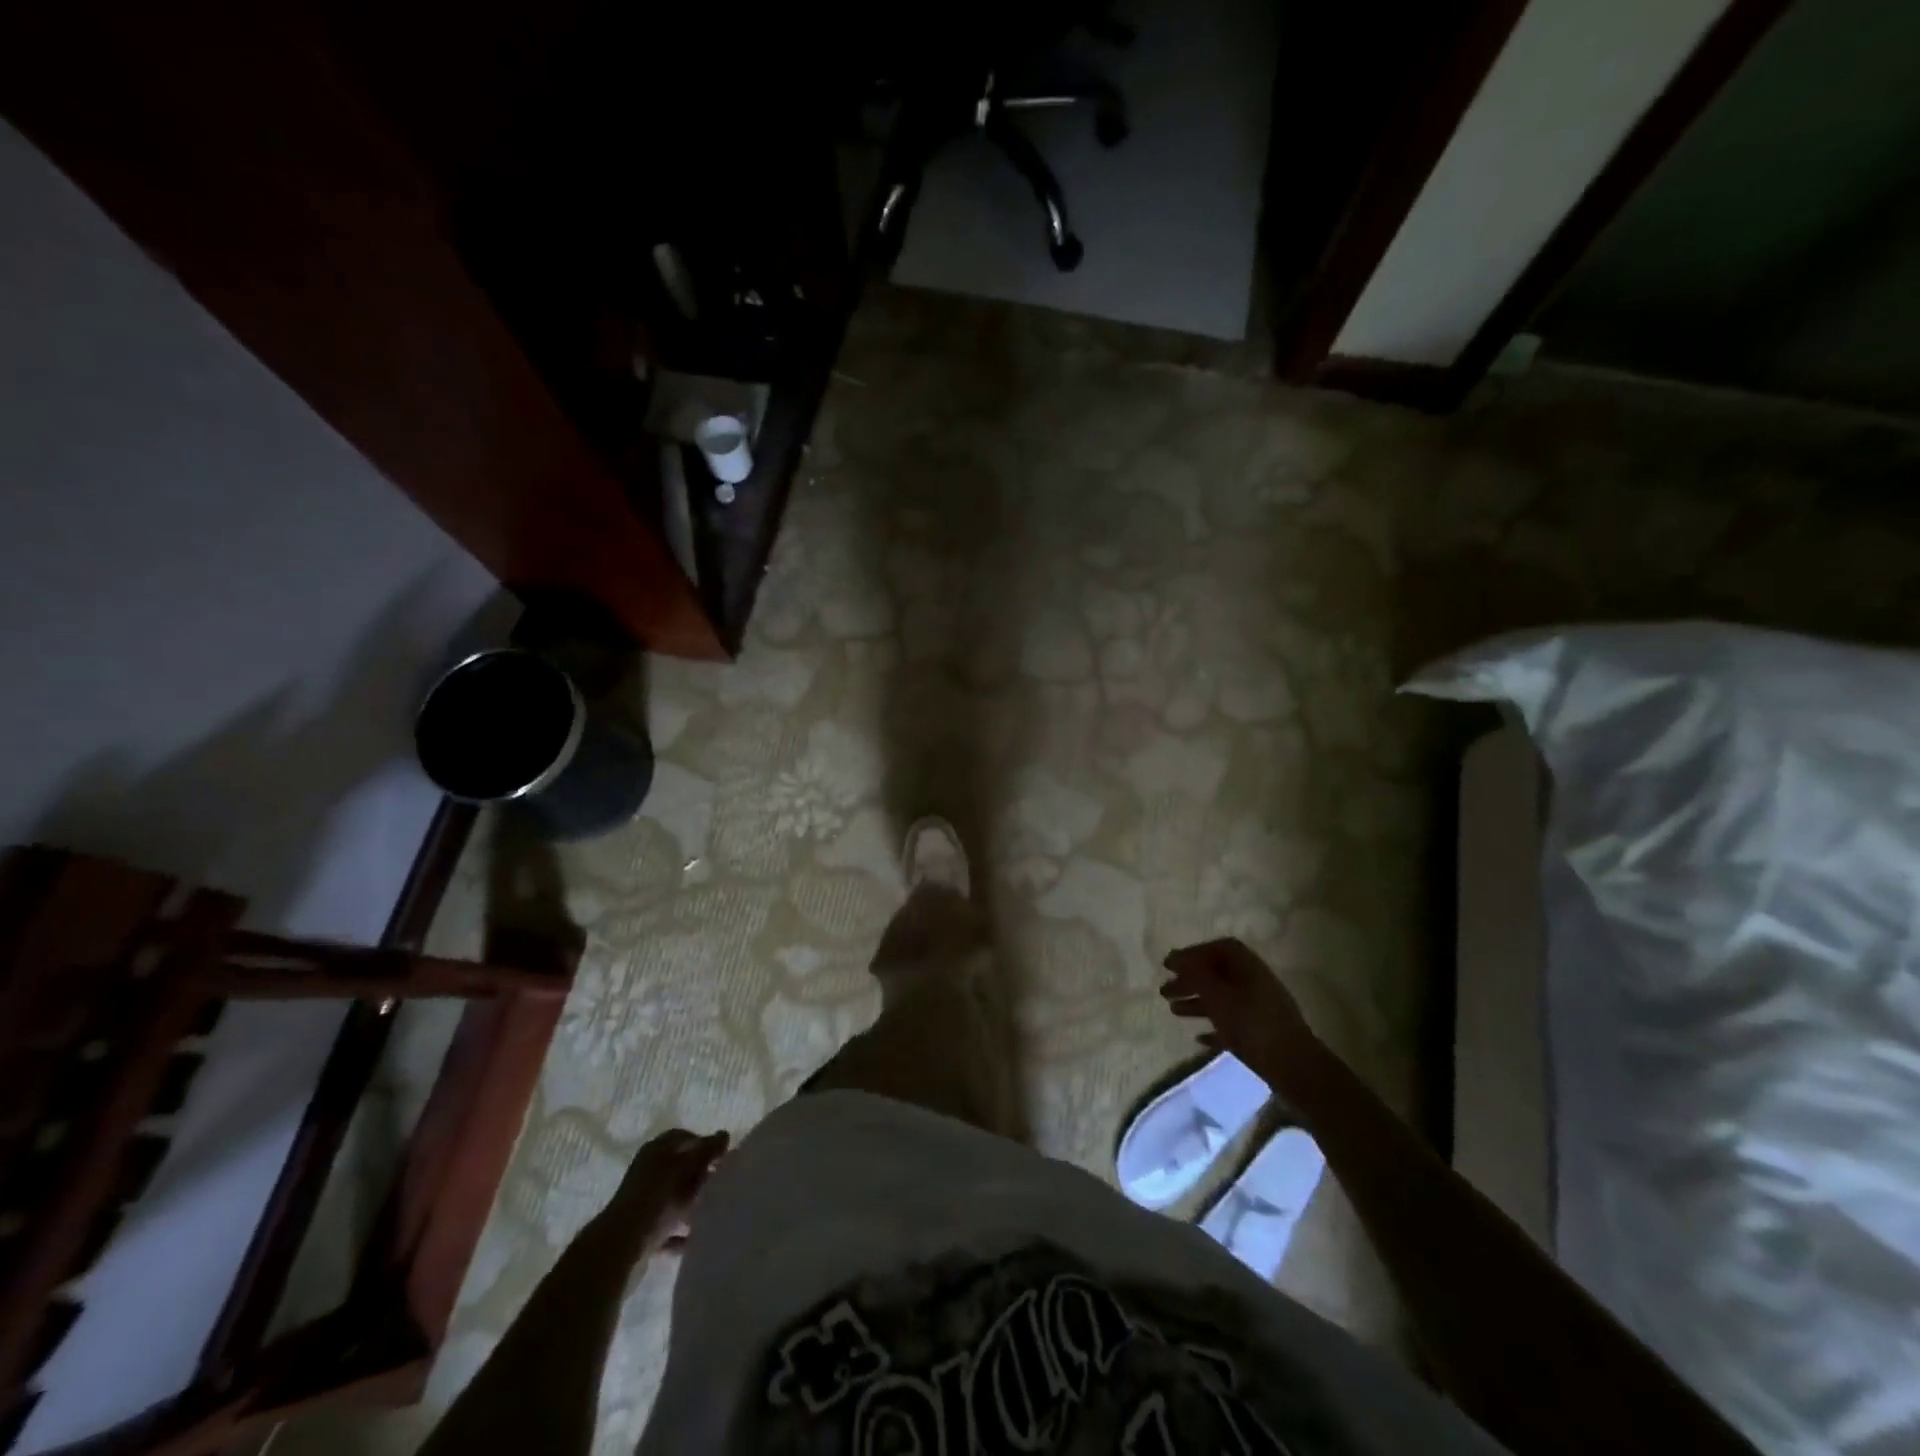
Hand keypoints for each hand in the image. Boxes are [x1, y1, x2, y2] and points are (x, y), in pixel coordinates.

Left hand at [612, 1128, 729, 1252]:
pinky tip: (696, 1238)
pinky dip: (681, 1233)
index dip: (704, 1144)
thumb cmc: (657, 1197)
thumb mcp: (687, 1168)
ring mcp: (642, 1203)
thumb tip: (724, 1134)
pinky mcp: (641, 1232)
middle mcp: (647, 1172)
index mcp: (656, 1151)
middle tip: (721, 1183)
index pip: (683, 1138)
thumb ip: (707, 1150)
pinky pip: (667, 1228)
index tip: (722, 1157)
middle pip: (679, 1168)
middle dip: (700, 1176)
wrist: (621, 1247)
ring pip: (673, 1199)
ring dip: (691, 1205)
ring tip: (713, 1211)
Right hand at [1159, 938, 1315, 1077]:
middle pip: (1217, 973)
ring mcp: (1261, 1009)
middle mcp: (1255, 982)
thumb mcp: (1218, 997)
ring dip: (1197, 1002)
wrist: (1296, 1070)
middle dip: (1190, 980)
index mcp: (1249, 967)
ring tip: (1173, 1012)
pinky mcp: (1262, 1035)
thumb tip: (1177, 957)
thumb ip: (1196, 975)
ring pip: (1223, 998)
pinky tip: (1198, 1038)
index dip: (1192, 953)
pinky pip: (1232, 1023)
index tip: (1169, 965)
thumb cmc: (1253, 1026)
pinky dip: (1214, 1027)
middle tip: (1164, 991)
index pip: (1218, 948)